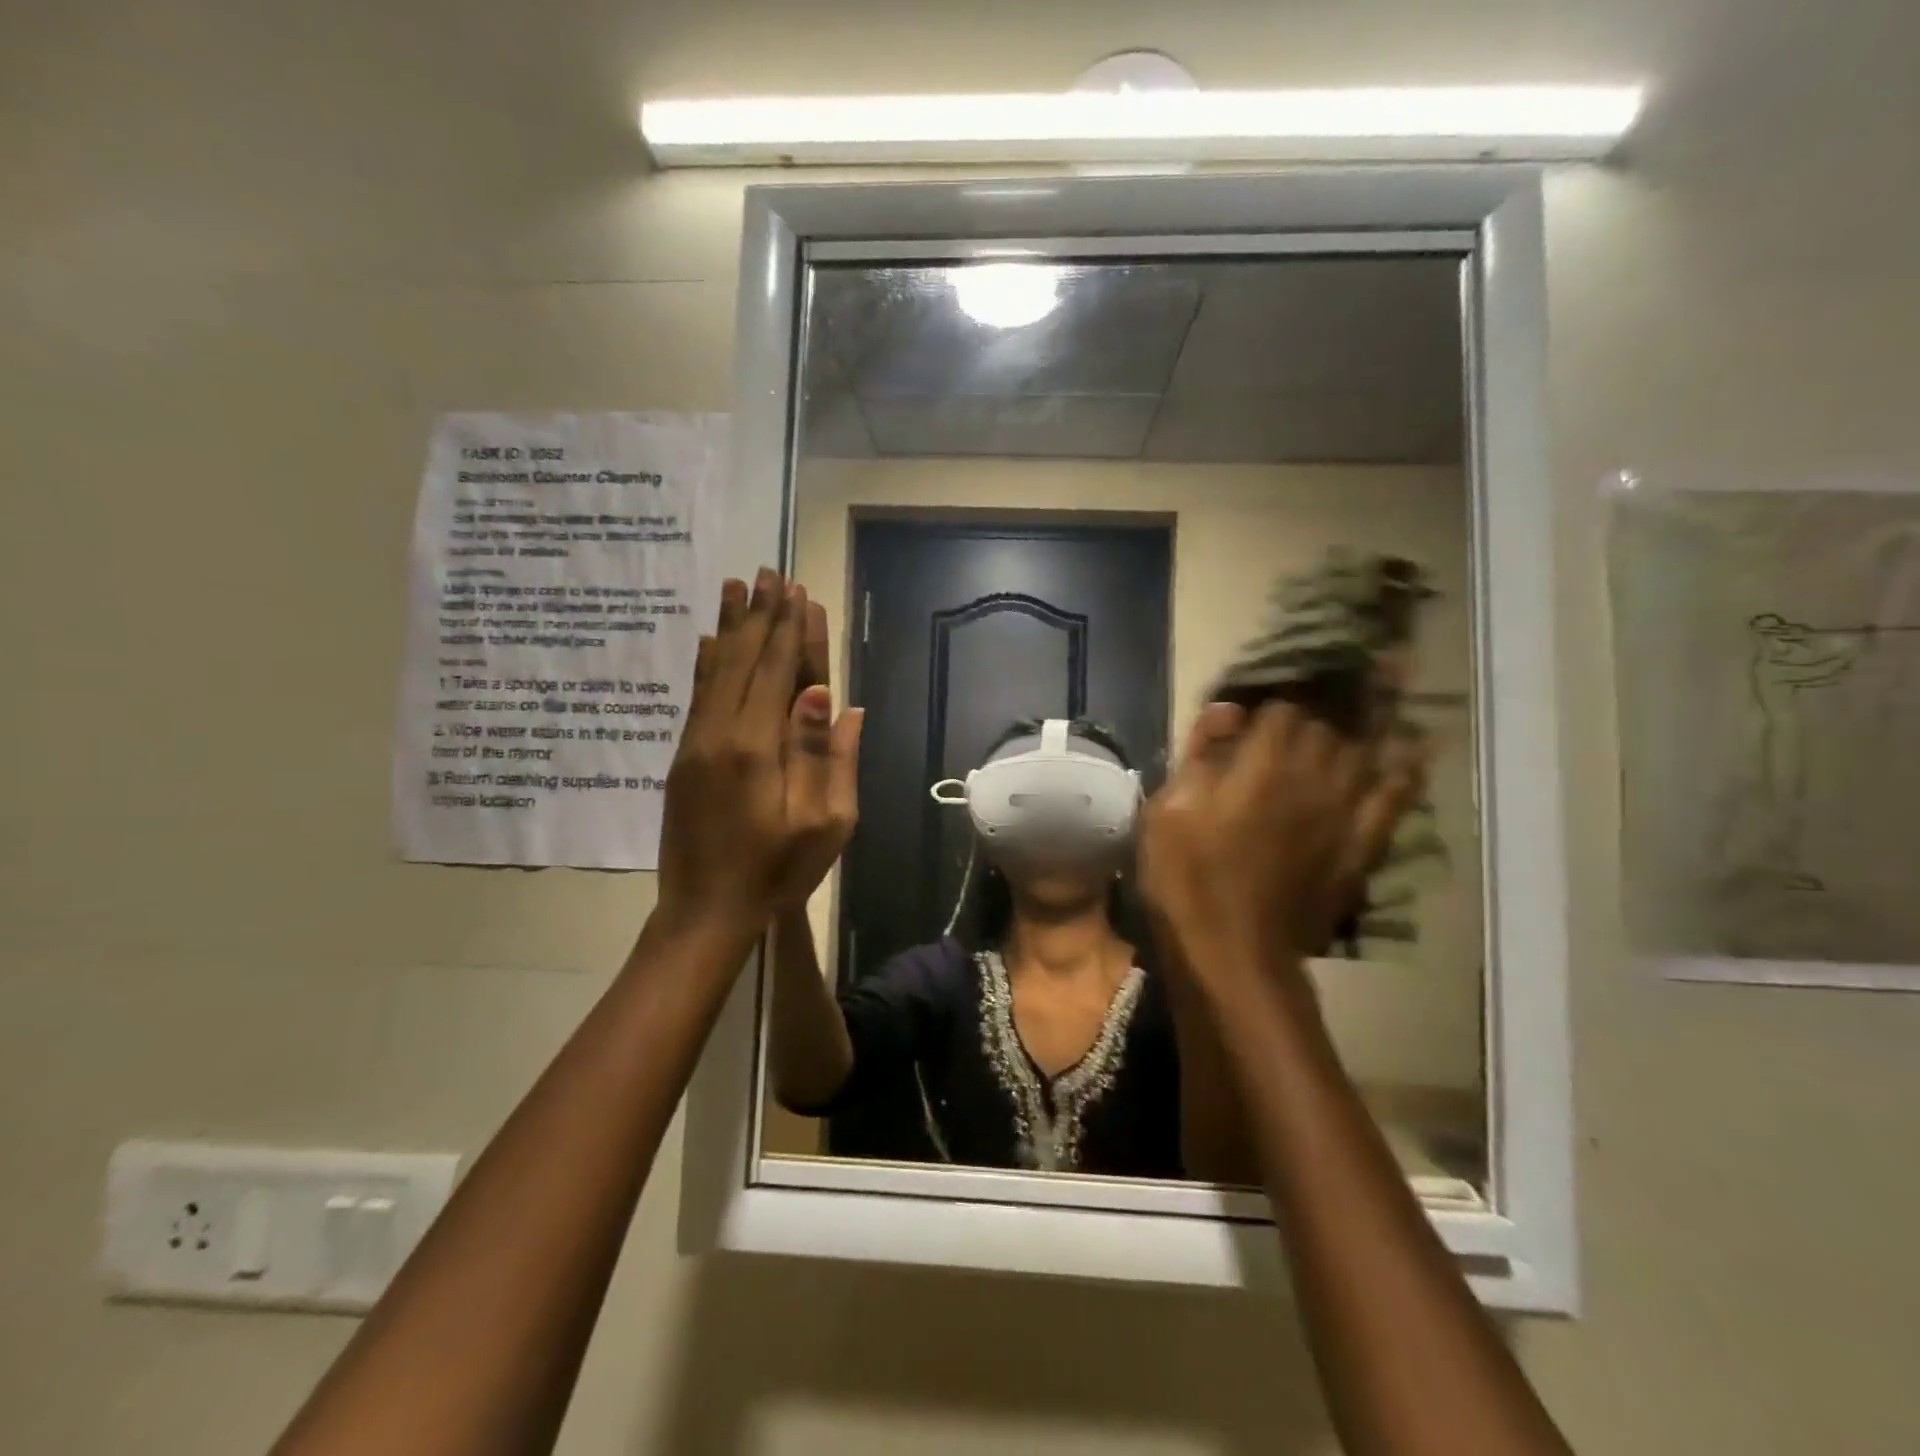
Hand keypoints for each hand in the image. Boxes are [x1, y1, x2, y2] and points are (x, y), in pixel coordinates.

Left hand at [655, 570, 863, 937]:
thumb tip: (837, 700)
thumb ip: (830, 759)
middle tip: (769, 573)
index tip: (798, 592)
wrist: (705, 911)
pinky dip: (707, 662)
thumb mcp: (825, 825)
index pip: (780, 673)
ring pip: (716, 671)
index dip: (792, 631)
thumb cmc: (776, 873)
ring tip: (736, 586)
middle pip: (746, 661)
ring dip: (731, 628)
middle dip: (761, 616)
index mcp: (759, 747)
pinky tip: (710, 640)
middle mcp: (722, 733)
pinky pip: (697, 696)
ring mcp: (696, 744)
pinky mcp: (683, 757)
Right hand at [1138, 703, 1420, 982]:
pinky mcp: (1362, 845)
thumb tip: (1229, 709)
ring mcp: (1344, 812)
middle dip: (1314, 710)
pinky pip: (1396, 798)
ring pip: (1364, 751)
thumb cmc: (1187, 877)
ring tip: (1363, 707)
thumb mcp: (1168, 811)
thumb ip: (1198, 754)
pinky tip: (1409, 754)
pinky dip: (1404, 772)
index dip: (1272, 699)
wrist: (1232, 951)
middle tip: (1304, 707)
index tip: (1261, 704)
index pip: (1282, 708)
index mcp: (1262, 765)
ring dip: (1359, 728)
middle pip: (1327, 724)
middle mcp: (1311, 777)